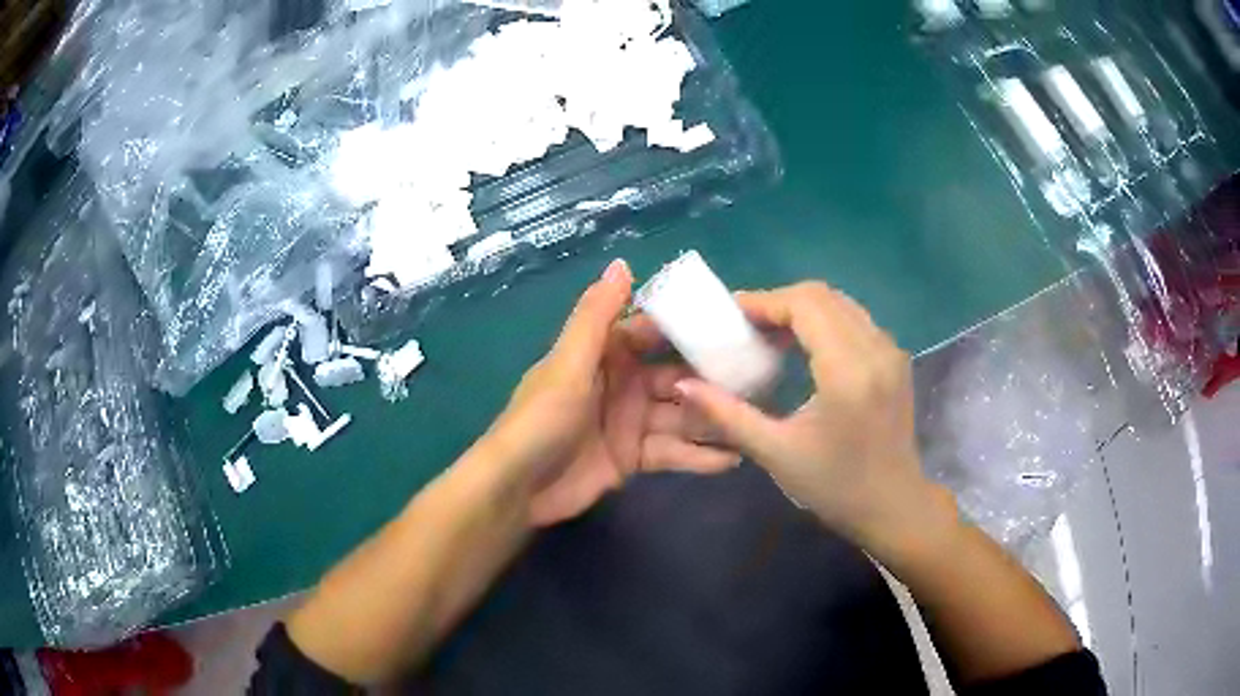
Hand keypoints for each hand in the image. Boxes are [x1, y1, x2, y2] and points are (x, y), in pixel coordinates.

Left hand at [479, 259, 739, 526]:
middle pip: (678, 376)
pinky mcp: (635, 458)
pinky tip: (734, 458)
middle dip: (713, 380)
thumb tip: (623, 263)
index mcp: (607, 354)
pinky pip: (674, 452)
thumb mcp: (569, 363)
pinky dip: (700, 457)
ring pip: (682, 416)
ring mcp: (632, 423)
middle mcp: (624, 384)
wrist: (519, 487)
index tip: (733, 325)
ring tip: (756, 421)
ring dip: (714, 420)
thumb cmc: (542, 419)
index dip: (690, 328)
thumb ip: (597, 316)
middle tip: (760, 381)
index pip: (655, 332)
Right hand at [671, 282, 951, 549]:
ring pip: (841, 304)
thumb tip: (684, 384)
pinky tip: (803, 346)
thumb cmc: (835, 486)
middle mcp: (875, 349)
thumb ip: (727, 414)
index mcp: (848, 371)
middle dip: (779, 302)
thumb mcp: (776, 453)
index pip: (805, 305)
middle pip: (823, 296)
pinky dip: (824, 321)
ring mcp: (891, 351)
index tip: (731, 316)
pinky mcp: (895, 359)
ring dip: (802, 309)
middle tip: (745, 325)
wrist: (892, 506)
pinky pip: (855, 320)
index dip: (765, 302)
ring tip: (769, 334)